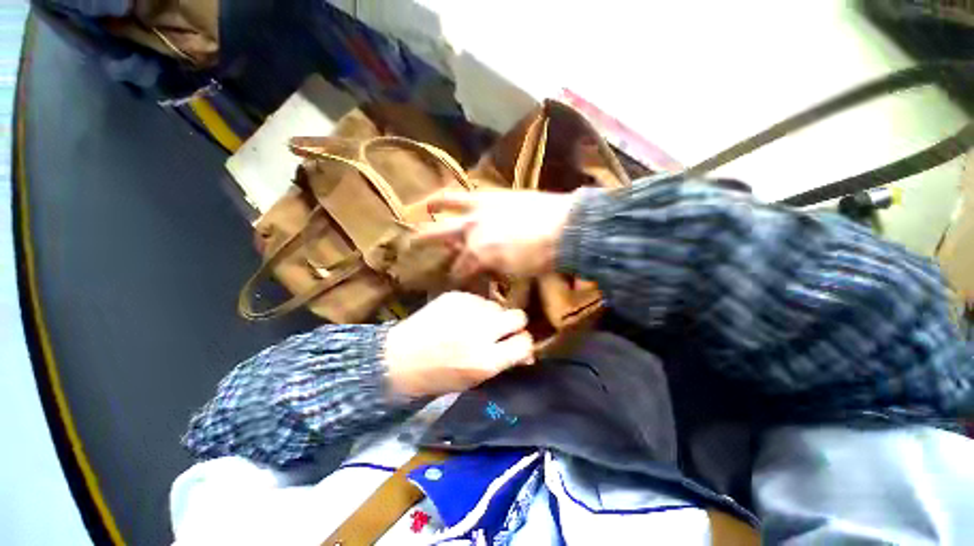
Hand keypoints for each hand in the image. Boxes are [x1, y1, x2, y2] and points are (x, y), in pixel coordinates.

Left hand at [384, 291, 533, 398]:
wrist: (397, 358)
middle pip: (518, 316)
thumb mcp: (473, 379)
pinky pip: (477, 299)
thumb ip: (502, 363)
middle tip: (499, 330)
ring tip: (473, 324)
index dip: (523, 343)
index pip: (525, 342)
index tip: (516, 343)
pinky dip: (473, 308)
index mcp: (486, 360)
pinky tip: (458, 317)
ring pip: (497, 305)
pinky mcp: (455, 296)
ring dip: (491, 315)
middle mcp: (481, 332)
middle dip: (513, 324)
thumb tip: (526, 354)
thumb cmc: (436, 376)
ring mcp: (468, 310)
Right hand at [415, 190, 576, 280]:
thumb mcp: (515, 272)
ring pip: (446, 210)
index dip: (457, 277)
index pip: (461, 270)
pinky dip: (447, 197)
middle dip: (427, 245)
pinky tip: (436, 200)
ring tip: (418, 215)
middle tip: (413, 250)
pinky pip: (462, 194)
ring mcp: (478, 211)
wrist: (564, 227)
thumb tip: (484, 272)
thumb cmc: (541, 256)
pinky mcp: (489, 196)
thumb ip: (494, 271)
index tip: (454, 280)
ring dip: (431, 213)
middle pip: (443, 240)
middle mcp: (471, 231)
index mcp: (479, 254)